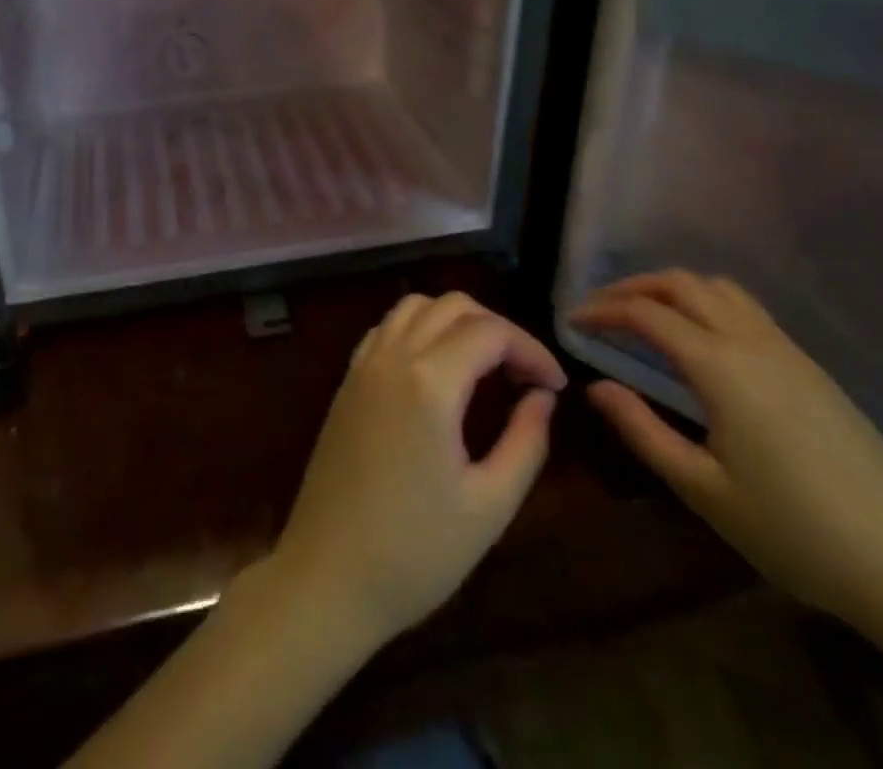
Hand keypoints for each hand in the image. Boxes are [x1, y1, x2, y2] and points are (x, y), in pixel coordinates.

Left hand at [266, 292, 566, 649]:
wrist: (327, 576)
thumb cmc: (416, 553)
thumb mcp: (490, 506)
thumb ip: (526, 442)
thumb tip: (542, 397)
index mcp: (430, 383)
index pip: (491, 332)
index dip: (532, 349)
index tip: (555, 386)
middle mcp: (393, 357)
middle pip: (453, 306)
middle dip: (498, 329)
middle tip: (524, 375)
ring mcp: (363, 364)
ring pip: (415, 306)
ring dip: (455, 320)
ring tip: (484, 365)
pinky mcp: (347, 380)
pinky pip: (387, 327)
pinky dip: (419, 328)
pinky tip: (436, 368)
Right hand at [573, 271, 882, 631]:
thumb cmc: (795, 533)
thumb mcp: (703, 490)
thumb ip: (642, 430)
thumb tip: (594, 387)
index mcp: (720, 366)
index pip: (646, 314)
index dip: (603, 310)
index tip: (573, 321)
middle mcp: (751, 341)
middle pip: (682, 283)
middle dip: (633, 286)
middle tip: (601, 309)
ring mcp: (787, 350)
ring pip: (719, 287)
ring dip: (673, 288)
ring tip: (645, 314)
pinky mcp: (810, 367)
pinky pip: (747, 308)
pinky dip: (707, 301)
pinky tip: (701, 337)